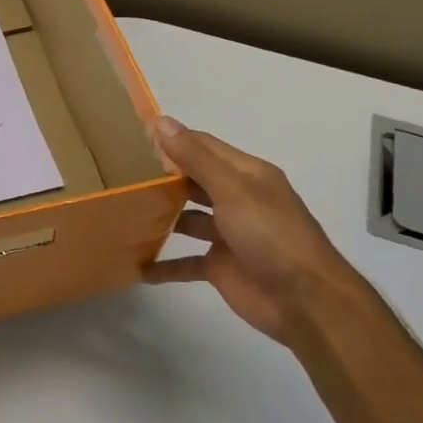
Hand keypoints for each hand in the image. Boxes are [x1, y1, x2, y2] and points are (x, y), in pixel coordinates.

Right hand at [144, 116, 360, 342]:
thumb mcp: (233, 190)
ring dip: (160, 217)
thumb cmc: (271, 235)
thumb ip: (195, 158)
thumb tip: (161, 121)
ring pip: (187, 219)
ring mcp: (228, 234)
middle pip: (193, 181)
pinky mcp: (220, 266)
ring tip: (122, 213)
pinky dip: (164, 264)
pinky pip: (186, 262)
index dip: (171, 139)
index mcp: (246, 175)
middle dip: (161, 177)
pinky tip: (137, 266)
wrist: (304, 301)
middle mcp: (237, 199)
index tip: (132, 137)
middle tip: (118, 173)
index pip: (203, 146)